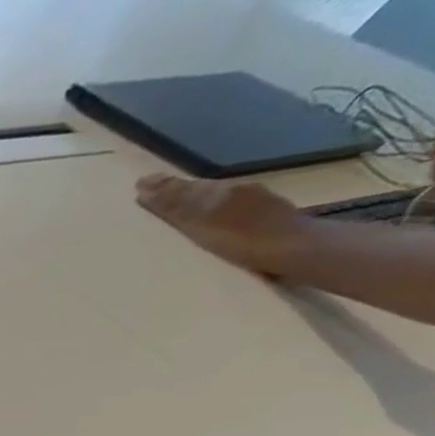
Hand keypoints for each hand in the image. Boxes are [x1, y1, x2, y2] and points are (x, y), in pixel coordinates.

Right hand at [136, 174, 313, 276]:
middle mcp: (236, 190)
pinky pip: (233, 205)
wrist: (295, 248)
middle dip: (175, 190)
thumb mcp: (201, 222)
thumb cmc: (242, 240)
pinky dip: (217, 207)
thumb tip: (145, 187)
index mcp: (218, 191)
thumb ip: (175, 205)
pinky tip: (215, 214)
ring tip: (180, 200)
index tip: (139, 187)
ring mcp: (255, 201)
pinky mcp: (267, 215)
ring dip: (196, 197)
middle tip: (153, 189)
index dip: (160, 189)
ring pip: (218, 195)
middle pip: (200, 189)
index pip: (182, 187)